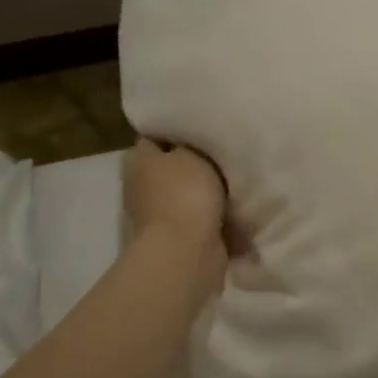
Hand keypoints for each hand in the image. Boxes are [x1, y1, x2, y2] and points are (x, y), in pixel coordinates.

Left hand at [124, 139, 228, 296]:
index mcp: (140, 161)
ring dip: (208, 190)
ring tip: (237, 177)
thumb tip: (189, 140)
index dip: (178, 128)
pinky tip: (238, 204)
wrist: (187, 253)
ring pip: (188, 193)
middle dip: (196, 161)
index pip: (155, 135)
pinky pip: (201, 217)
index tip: (204, 124)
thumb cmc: (185, 194)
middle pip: (173, 165)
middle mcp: (143, 187)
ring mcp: (159, 215)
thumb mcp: (191, 153)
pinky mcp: (178, 237)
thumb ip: (190, 141)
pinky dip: (216, 215)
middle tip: (225, 150)